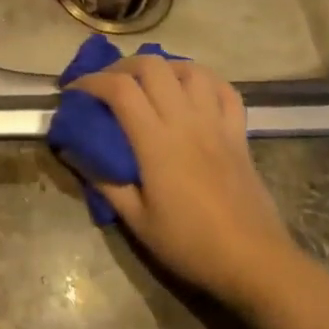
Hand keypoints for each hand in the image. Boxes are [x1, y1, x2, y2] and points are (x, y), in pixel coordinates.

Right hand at [69, 55, 301, 314]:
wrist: (255, 261)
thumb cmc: (190, 243)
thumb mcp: (136, 220)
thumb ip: (104, 182)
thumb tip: (74, 153)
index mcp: (156, 142)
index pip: (119, 89)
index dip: (91, 81)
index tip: (74, 91)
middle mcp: (186, 121)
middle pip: (152, 66)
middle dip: (121, 66)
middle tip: (106, 84)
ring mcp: (216, 124)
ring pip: (190, 69)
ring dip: (163, 67)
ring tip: (147, 82)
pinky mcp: (239, 133)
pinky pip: (224, 90)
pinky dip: (203, 80)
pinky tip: (190, 90)